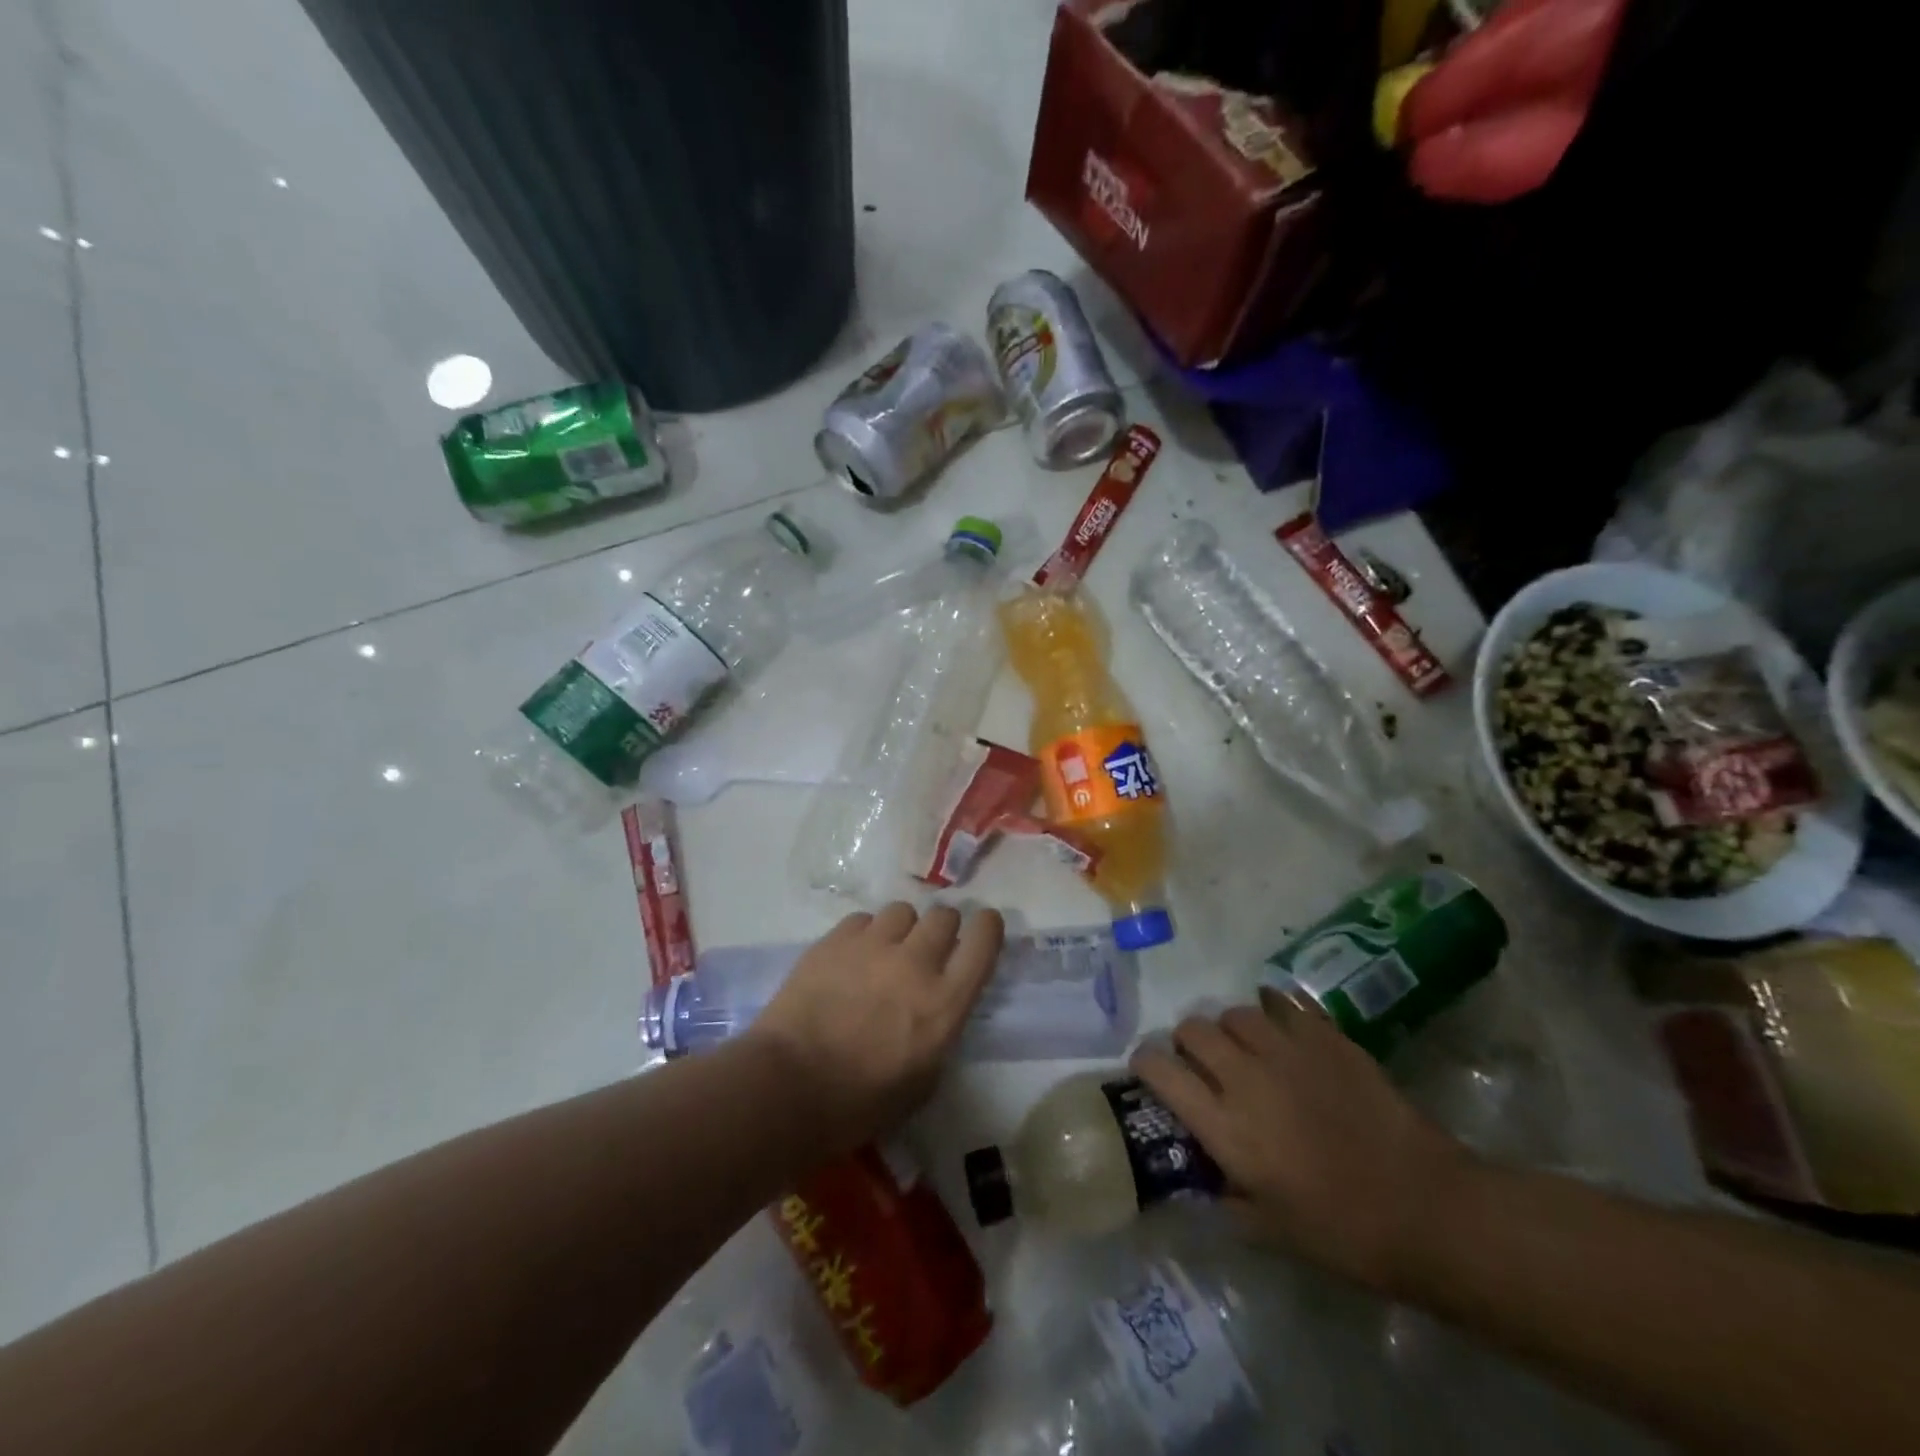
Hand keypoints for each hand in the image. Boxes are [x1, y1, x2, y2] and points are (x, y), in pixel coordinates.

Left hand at [746, 903, 1004, 1156]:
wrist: (788, 1087)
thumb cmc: (859, 1103)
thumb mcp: (923, 1081)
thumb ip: (939, 1033)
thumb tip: (936, 1009)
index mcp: (945, 1003)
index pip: (983, 941)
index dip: (988, 928)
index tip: (983, 929)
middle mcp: (915, 963)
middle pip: (944, 915)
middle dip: (942, 929)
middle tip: (927, 950)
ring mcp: (873, 946)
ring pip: (902, 910)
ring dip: (902, 929)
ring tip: (885, 951)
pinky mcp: (835, 940)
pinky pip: (863, 919)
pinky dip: (865, 934)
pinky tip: (851, 957)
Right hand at [1132, 990, 1469, 1293]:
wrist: (1426, 1208)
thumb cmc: (1343, 1232)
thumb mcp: (1270, 1231)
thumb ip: (1224, 1199)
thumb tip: (1201, 1181)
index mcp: (1225, 1125)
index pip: (1161, 1072)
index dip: (1145, 1063)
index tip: (1147, 1068)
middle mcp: (1245, 1076)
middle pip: (1193, 1030)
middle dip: (1186, 1041)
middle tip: (1202, 1062)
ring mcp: (1287, 1050)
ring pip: (1236, 1012)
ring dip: (1230, 1027)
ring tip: (1245, 1046)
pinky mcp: (1326, 1037)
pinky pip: (1284, 1003)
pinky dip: (1274, 1009)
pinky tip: (1281, 1025)